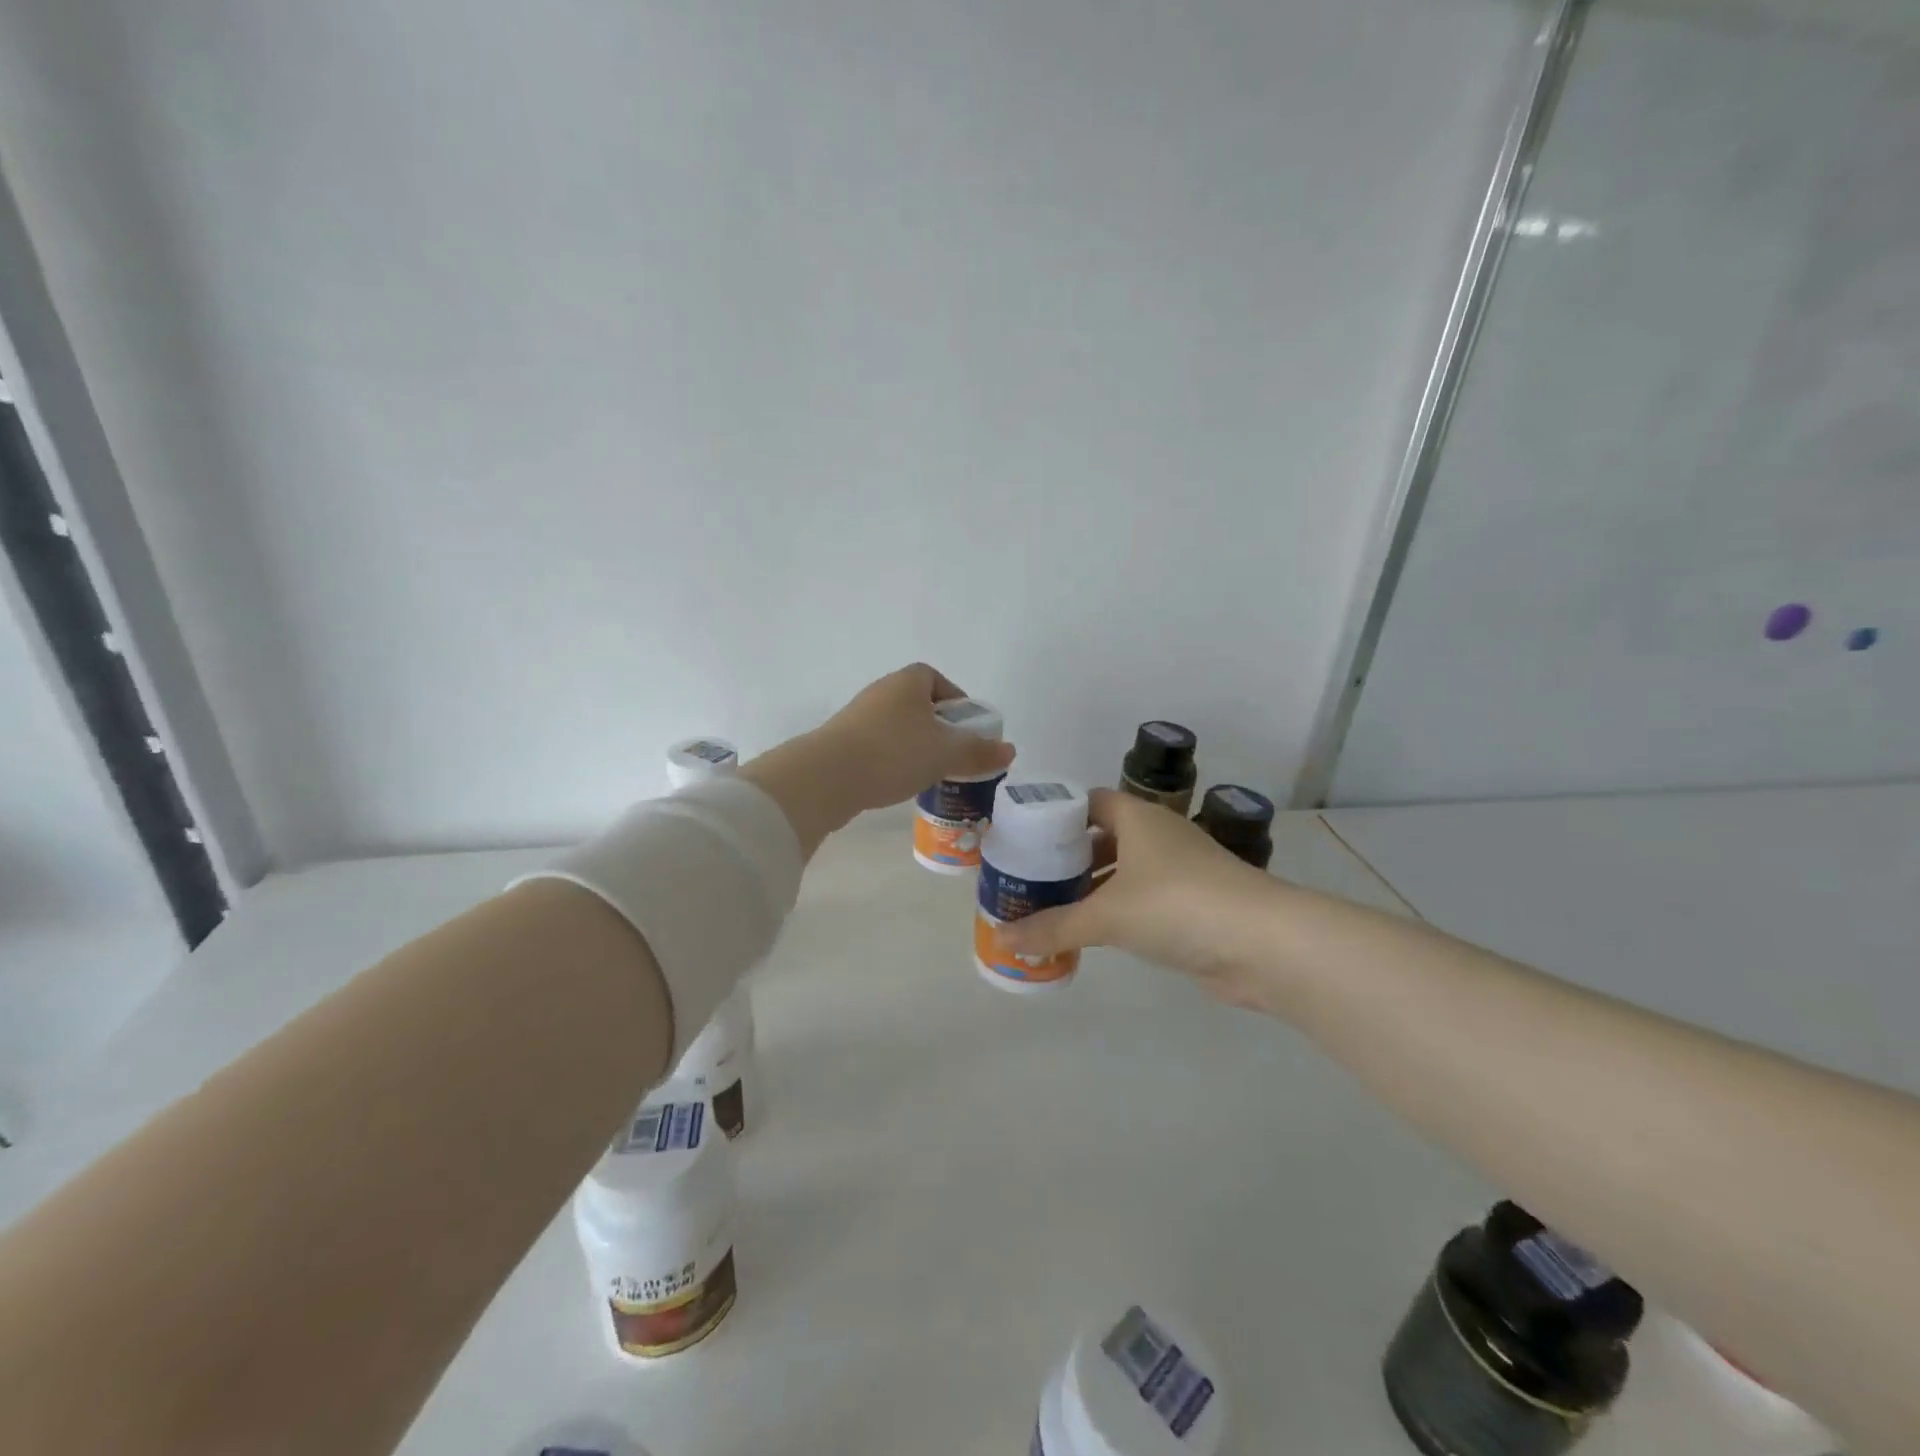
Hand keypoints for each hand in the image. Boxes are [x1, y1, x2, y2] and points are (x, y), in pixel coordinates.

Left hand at [813, 662, 1016, 813]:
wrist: (827, 777)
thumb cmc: (894, 753)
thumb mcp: (945, 753)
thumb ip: (979, 751)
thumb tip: (1010, 750)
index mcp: (907, 682)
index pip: (935, 678)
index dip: (955, 699)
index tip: (966, 727)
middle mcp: (881, 692)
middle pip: (918, 704)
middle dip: (938, 727)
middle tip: (953, 754)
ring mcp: (857, 717)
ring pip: (898, 727)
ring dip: (915, 745)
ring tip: (930, 773)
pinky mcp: (841, 743)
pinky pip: (878, 746)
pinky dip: (893, 759)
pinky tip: (899, 782)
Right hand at [997, 788, 1280, 1006]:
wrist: (1263, 943)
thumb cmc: (1177, 905)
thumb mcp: (1107, 915)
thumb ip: (1054, 926)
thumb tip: (1004, 939)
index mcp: (1138, 818)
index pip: (1089, 802)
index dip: (1057, 815)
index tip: (1025, 837)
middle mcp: (1159, 836)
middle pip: (1104, 836)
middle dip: (1069, 856)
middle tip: (1031, 877)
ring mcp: (1180, 870)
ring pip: (1124, 870)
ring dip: (1093, 887)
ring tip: (1052, 906)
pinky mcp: (1193, 905)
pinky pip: (1143, 900)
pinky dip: (1118, 911)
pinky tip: (1094, 932)